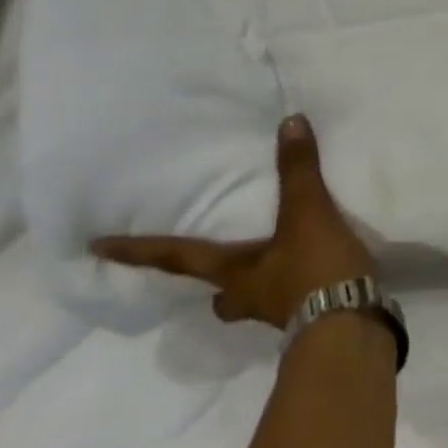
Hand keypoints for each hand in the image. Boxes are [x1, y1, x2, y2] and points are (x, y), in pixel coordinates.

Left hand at [93, 115, 376, 329]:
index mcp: (234, 272)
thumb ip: (298, 170)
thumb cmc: (314, 270)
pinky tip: (316, 277)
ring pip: (254, 302)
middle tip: (215, 277)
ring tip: (274, 269)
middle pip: (219, 294)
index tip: (96, 249)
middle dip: (215, 287)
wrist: (351, 325)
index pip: (176, 258)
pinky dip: (298, 290)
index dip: (138, 251)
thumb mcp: (307, 213)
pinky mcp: (311, 321)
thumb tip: (290, 122)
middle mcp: (248, 296)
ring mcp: (279, 314)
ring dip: (256, 289)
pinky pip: (293, 304)